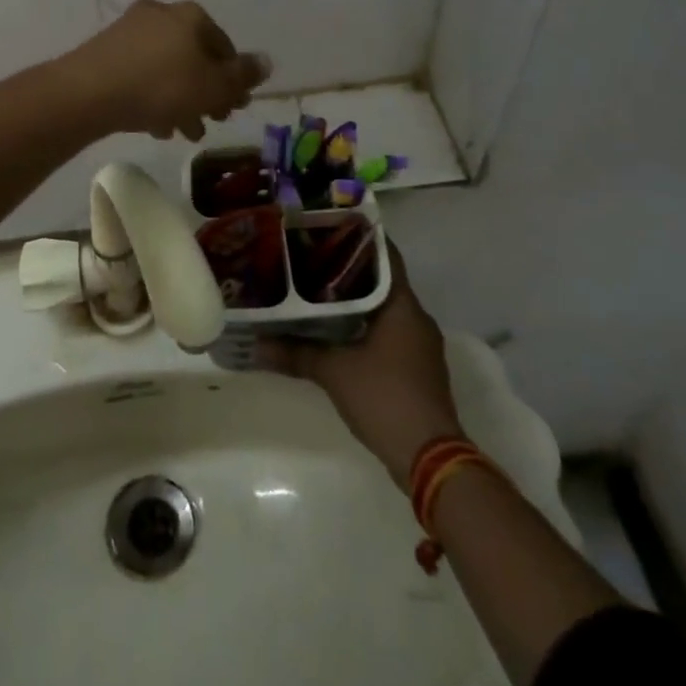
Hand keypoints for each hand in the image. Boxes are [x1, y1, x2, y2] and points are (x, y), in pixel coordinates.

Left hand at [63, 0, 268, 140]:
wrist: (89, 92)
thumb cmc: (162, 86)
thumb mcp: (213, 87)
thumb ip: (242, 76)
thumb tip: (266, 61)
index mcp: (191, 16)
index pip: (224, 46)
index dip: (234, 79)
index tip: (234, 107)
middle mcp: (161, 14)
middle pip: (194, 57)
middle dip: (206, 92)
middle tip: (211, 121)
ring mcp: (130, 30)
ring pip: (167, 68)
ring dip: (180, 99)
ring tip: (184, 133)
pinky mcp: (106, 51)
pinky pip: (141, 73)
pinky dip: (153, 96)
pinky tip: (155, 126)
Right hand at [261, 247, 463, 486]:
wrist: (430, 459)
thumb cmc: (385, 398)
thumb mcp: (334, 372)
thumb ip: (295, 353)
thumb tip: (255, 344)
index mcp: (403, 305)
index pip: (386, 255)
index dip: (360, 238)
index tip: (330, 226)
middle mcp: (416, 318)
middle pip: (383, 281)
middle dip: (350, 269)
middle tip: (312, 258)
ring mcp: (420, 345)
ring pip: (386, 309)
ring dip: (357, 300)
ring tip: (317, 291)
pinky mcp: (418, 368)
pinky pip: (390, 333)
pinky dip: (366, 326)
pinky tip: (338, 332)